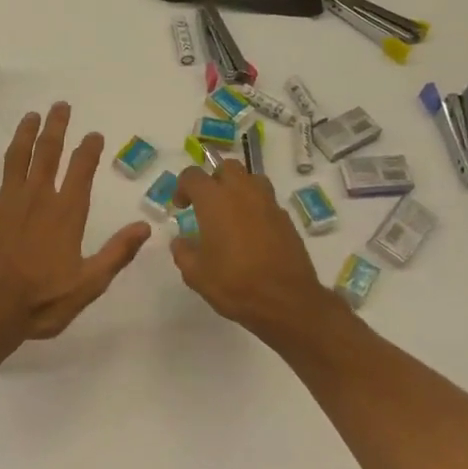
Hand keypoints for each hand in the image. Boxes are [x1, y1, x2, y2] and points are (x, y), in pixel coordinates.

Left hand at [0, 102, 152, 341]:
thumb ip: (116, 253)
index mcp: (66, 214)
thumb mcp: (89, 284)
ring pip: (17, 157)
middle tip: (61, 106)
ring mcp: (6, 201)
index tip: (93, 134)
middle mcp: (38, 197)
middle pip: (48, 153)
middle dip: (56, 128)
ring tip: (31, 115)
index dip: (89, 150)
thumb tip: (145, 226)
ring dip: (25, 133)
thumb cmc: (41, 301)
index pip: (82, 171)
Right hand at [171, 162, 343, 336]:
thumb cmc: (234, 283)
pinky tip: (252, 234)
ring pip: (252, 179)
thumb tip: (181, 241)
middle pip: (227, 167)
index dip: (182, 187)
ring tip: (232, 214)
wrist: (286, 301)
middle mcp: (242, 192)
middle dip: (214, 179)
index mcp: (214, 200)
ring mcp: (268, 203)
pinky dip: (256, 209)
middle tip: (208, 204)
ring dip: (239, 189)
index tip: (181, 207)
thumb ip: (183, 251)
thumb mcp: (195, 273)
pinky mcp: (286, 219)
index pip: (193, 175)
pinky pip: (267, 202)